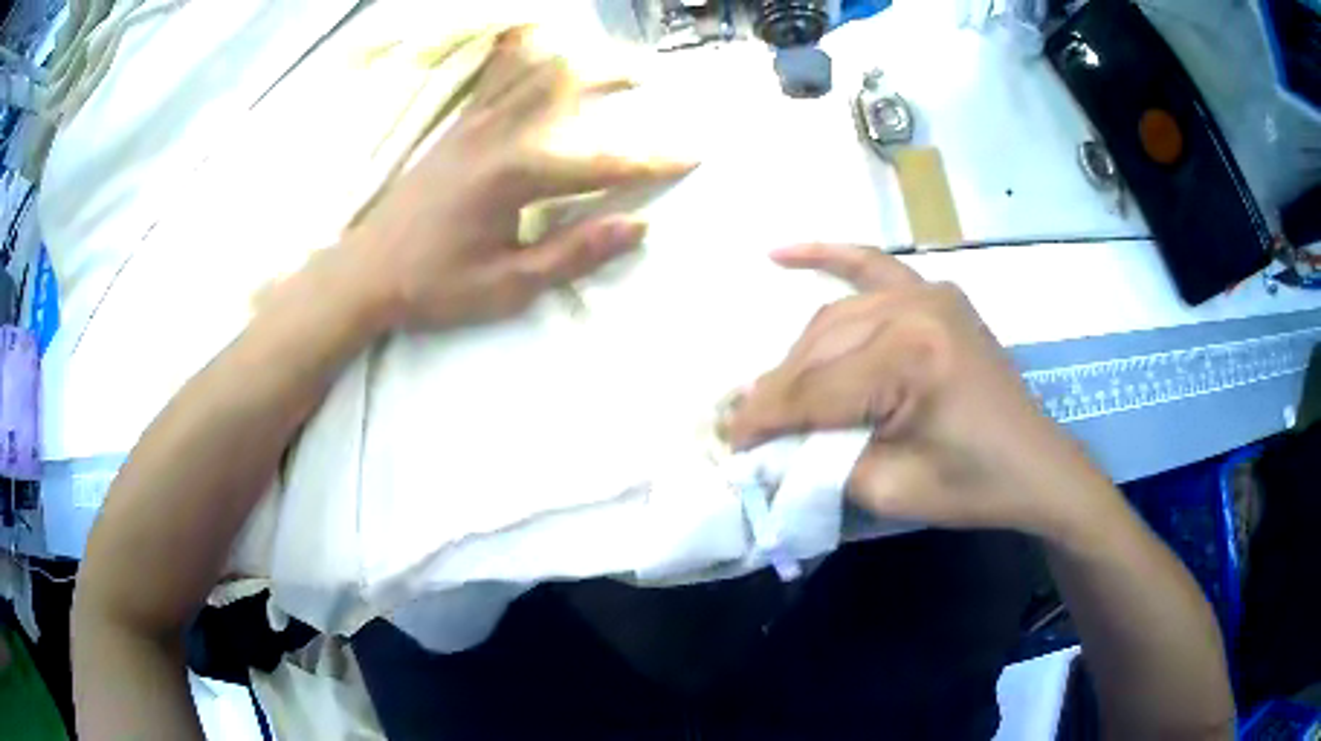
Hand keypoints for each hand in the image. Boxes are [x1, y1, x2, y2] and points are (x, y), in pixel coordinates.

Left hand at [346, 27, 692, 330]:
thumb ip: (575, 253)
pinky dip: (529, 55)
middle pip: (569, 84)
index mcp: (516, 175)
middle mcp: (499, 134)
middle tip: (652, 81)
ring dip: (580, 60)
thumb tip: (638, 226)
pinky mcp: (458, 125)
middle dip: (617, 76)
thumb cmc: (434, 287)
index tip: (692, 155)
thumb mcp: (508, 286)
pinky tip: (545, 53)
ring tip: (611, 64)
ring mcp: (475, 123)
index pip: (602, 160)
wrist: (365, 273)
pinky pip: (499, 74)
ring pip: (536, 69)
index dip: (652, 160)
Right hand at [726, 244, 1115, 539]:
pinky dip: (828, 257)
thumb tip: (769, 444)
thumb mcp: (889, 490)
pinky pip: (872, 266)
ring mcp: (927, 293)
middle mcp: (915, 309)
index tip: (730, 444)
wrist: (1036, 466)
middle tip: (747, 426)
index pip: (815, 389)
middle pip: (820, 349)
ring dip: (799, 356)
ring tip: (772, 392)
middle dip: (777, 392)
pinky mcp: (935, 295)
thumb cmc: (971, 487)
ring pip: (835, 318)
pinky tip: (783, 252)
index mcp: (910, 359)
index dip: (766, 420)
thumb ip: (821, 461)